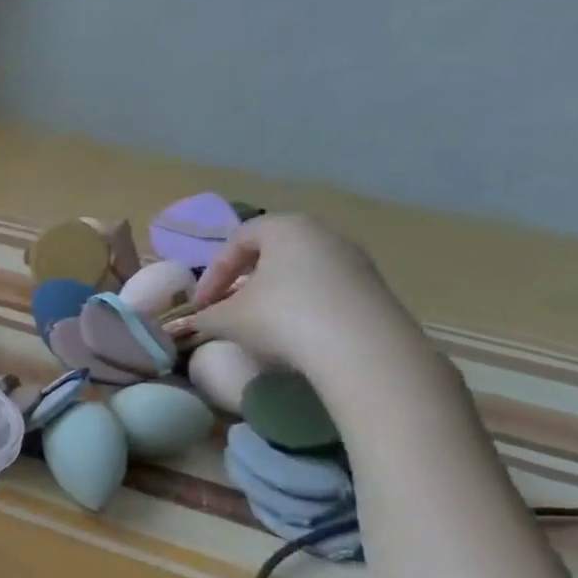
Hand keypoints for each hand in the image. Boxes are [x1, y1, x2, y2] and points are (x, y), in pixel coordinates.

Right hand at [170, 214, 419, 379]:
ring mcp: (355, 260)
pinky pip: (327, 290)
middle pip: (272, 252)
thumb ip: (207, 316)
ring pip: (301, 271)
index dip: (212, 274)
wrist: (363, 350)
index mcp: (285, 227)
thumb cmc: (282, 318)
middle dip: (244, 280)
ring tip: (262, 324)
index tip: (202, 306)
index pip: (237, 240)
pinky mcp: (375, 289)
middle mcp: (323, 234)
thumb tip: (202, 320)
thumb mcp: (227, 319)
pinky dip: (305, 306)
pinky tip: (297, 334)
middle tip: (229, 308)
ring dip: (275, 294)